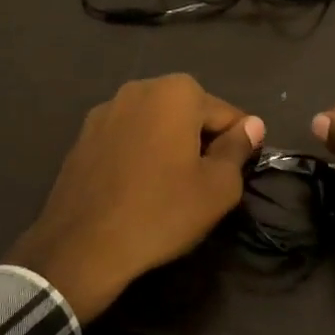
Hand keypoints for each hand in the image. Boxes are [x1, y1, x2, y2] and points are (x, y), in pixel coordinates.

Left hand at [8, 75, 264, 322]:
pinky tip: (138, 187)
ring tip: (171, 187)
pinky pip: (128, 137)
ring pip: (156, 123)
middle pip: (189, 113)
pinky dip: (140, 153)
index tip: (236, 174)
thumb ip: (238, 148)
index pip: (226, 114)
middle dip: (202, 140)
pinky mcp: (84, 136)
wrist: (82, 246)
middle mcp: (140, 88)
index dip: (238, 145)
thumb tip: (252, 125)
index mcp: (176, 92)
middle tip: (205, 183)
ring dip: (170, 145)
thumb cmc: (161, 212)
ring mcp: (106, 110)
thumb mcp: (217, 187)